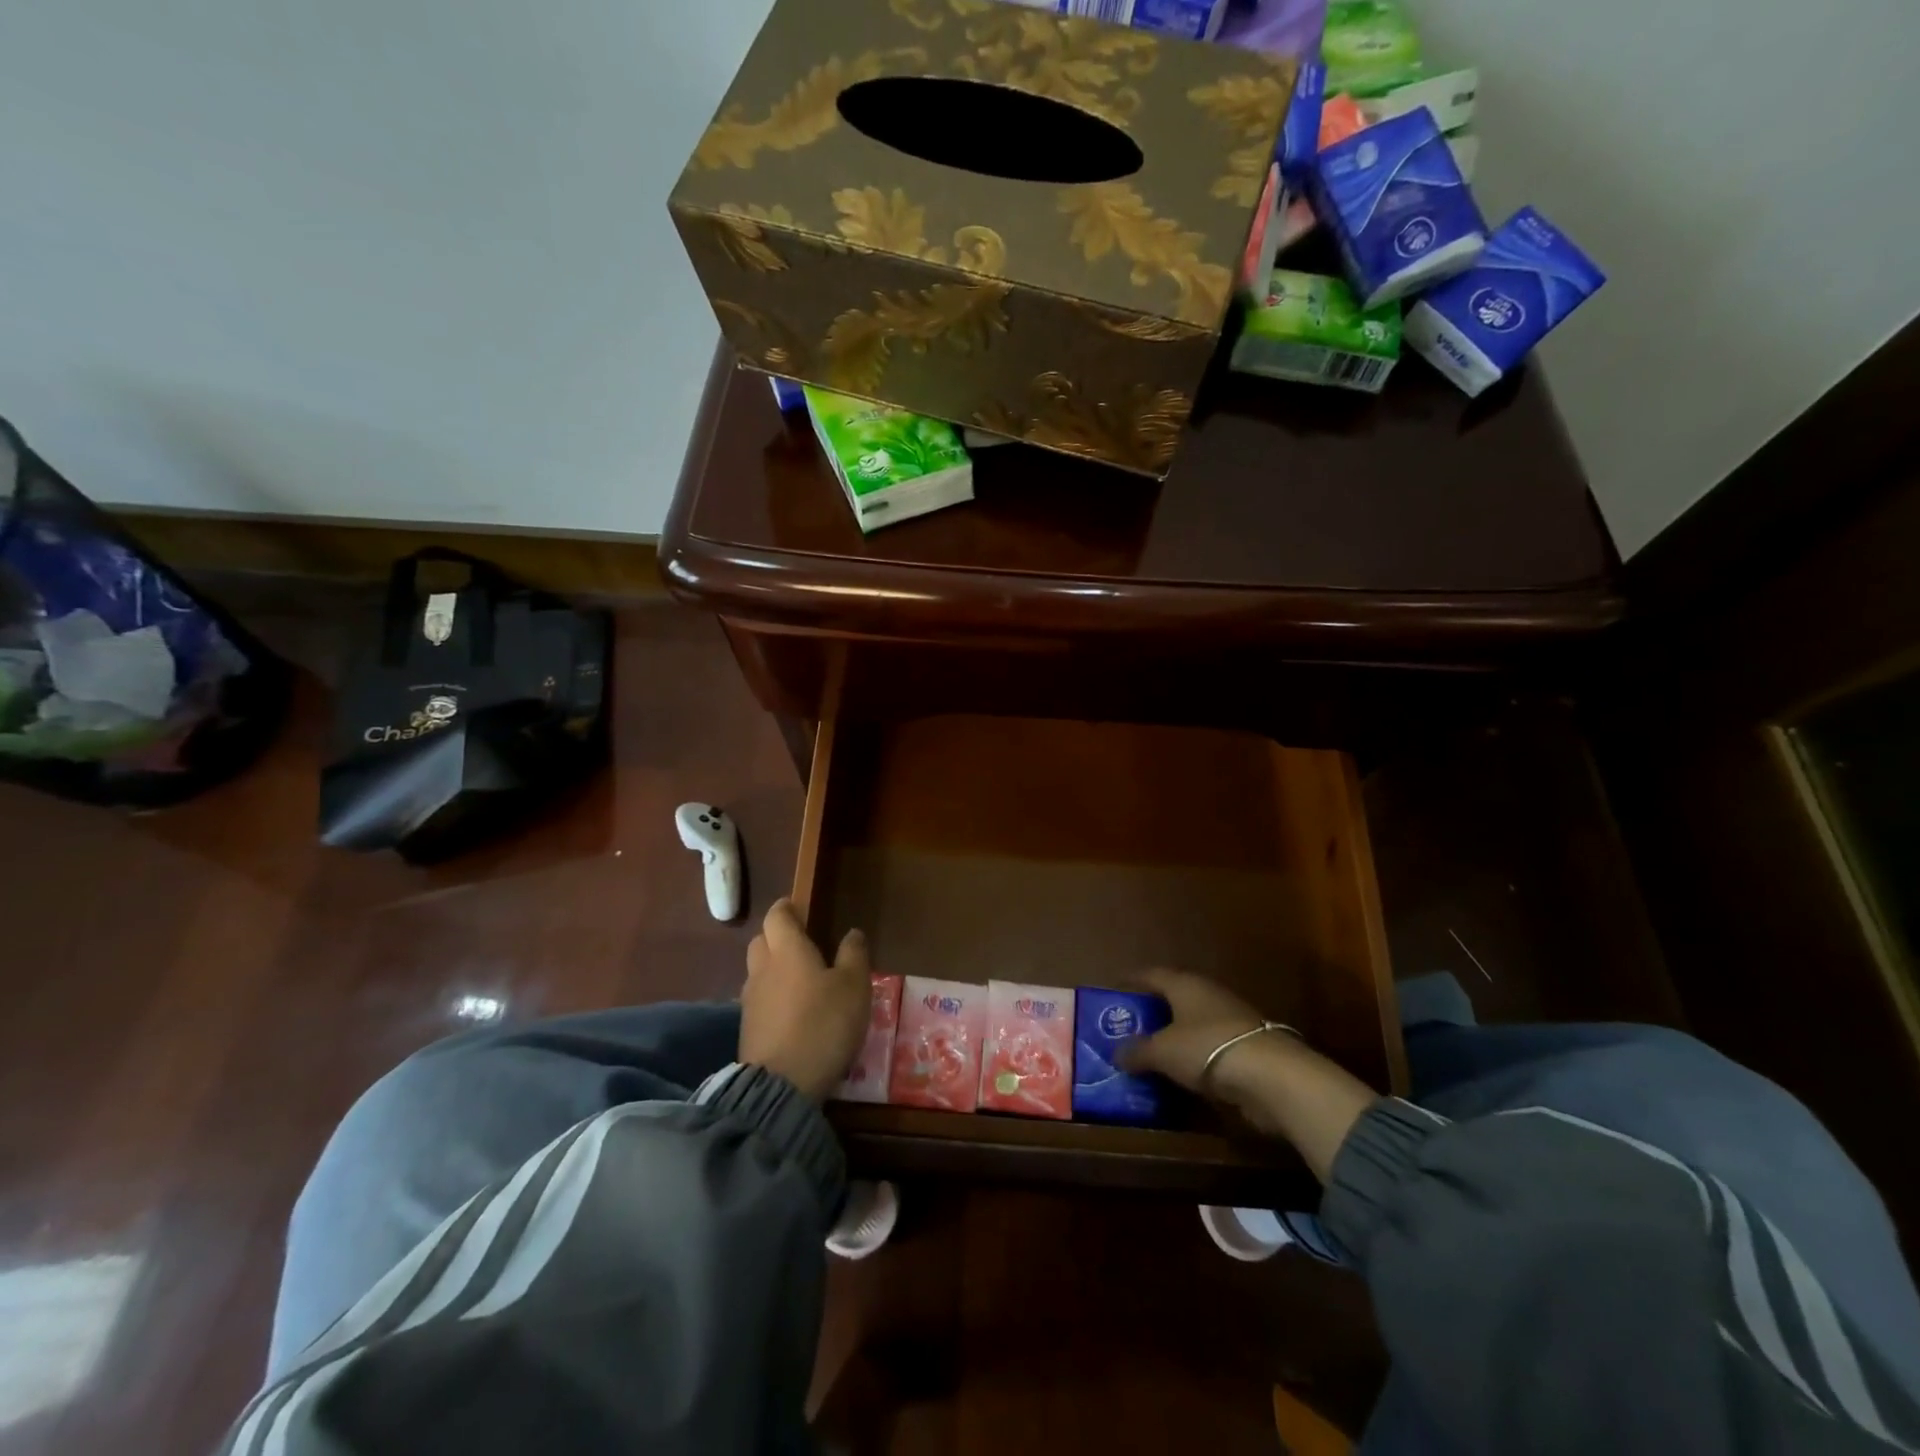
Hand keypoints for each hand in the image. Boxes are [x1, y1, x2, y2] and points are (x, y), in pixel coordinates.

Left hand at [740, 899, 871, 1100]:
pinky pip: (759, 1000)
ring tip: (800, 980)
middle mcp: (762, 969)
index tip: (799, 908)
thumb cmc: (823, 1023)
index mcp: (787, 950)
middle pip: (761, 941)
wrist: (782, 1084)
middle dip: (777, 936)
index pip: (777, 916)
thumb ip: (854, 955)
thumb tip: (852, 932)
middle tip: (802, 943)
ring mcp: (750, 1001)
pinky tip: (792, 1012)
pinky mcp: (748, 1030)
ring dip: (774, 969)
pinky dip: (772, 998)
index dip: (786, 908)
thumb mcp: (854, 986)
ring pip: (758, 972)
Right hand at [1115, 967, 1266, 1095]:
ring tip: (1153, 1050)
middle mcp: (1208, 994)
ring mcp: (1231, 1019)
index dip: (1132, 980)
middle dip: (1153, 1010)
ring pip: (1194, 1022)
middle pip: (1174, 997)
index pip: (1152, 975)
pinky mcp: (1248, 1047)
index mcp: (1185, 985)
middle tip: (1130, 1025)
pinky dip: (1195, 1055)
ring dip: (1175, 1034)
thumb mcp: (1162, 1052)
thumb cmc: (1207, 1049)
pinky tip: (1184, 1071)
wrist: (1272, 1077)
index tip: (1115, 988)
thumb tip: (1116, 1054)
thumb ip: (1137, 1051)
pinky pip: (1210, 1046)